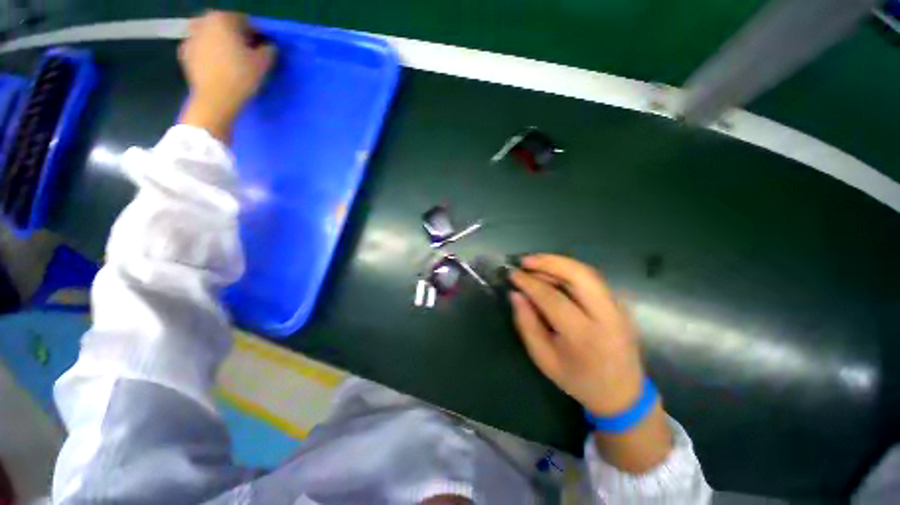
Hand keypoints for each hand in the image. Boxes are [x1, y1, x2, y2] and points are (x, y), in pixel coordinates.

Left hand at [178, 11, 275, 140]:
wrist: (215, 100)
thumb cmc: (241, 77)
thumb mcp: (263, 63)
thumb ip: (269, 50)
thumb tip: (269, 47)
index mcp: (223, 19)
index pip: (245, 21)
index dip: (257, 35)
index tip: (263, 49)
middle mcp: (203, 21)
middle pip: (225, 26)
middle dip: (237, 37)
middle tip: (247, 54)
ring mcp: (190, 36)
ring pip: (212, 36)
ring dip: (222, 44)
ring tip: (232, 61)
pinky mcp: (184, 53)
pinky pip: (202, 48)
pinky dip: (209, 54)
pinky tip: (218, 66)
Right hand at [511, 255, 671, 473]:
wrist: (623, 393)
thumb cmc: (578, 380)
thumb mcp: (543, 359)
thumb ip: (527, 324)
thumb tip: (516, 294)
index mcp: (584, 336)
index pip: (553, 298)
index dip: (530, 283)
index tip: (513, 274)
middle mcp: (606, 316)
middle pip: (579, 275)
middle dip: (549, 262)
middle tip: (525, 261)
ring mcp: (618, 307)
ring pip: (587, 272)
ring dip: (559, 263)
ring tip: (535, 263)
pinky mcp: (619, 303)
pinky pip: (591, 279)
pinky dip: (569, 270)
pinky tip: (553, 273)